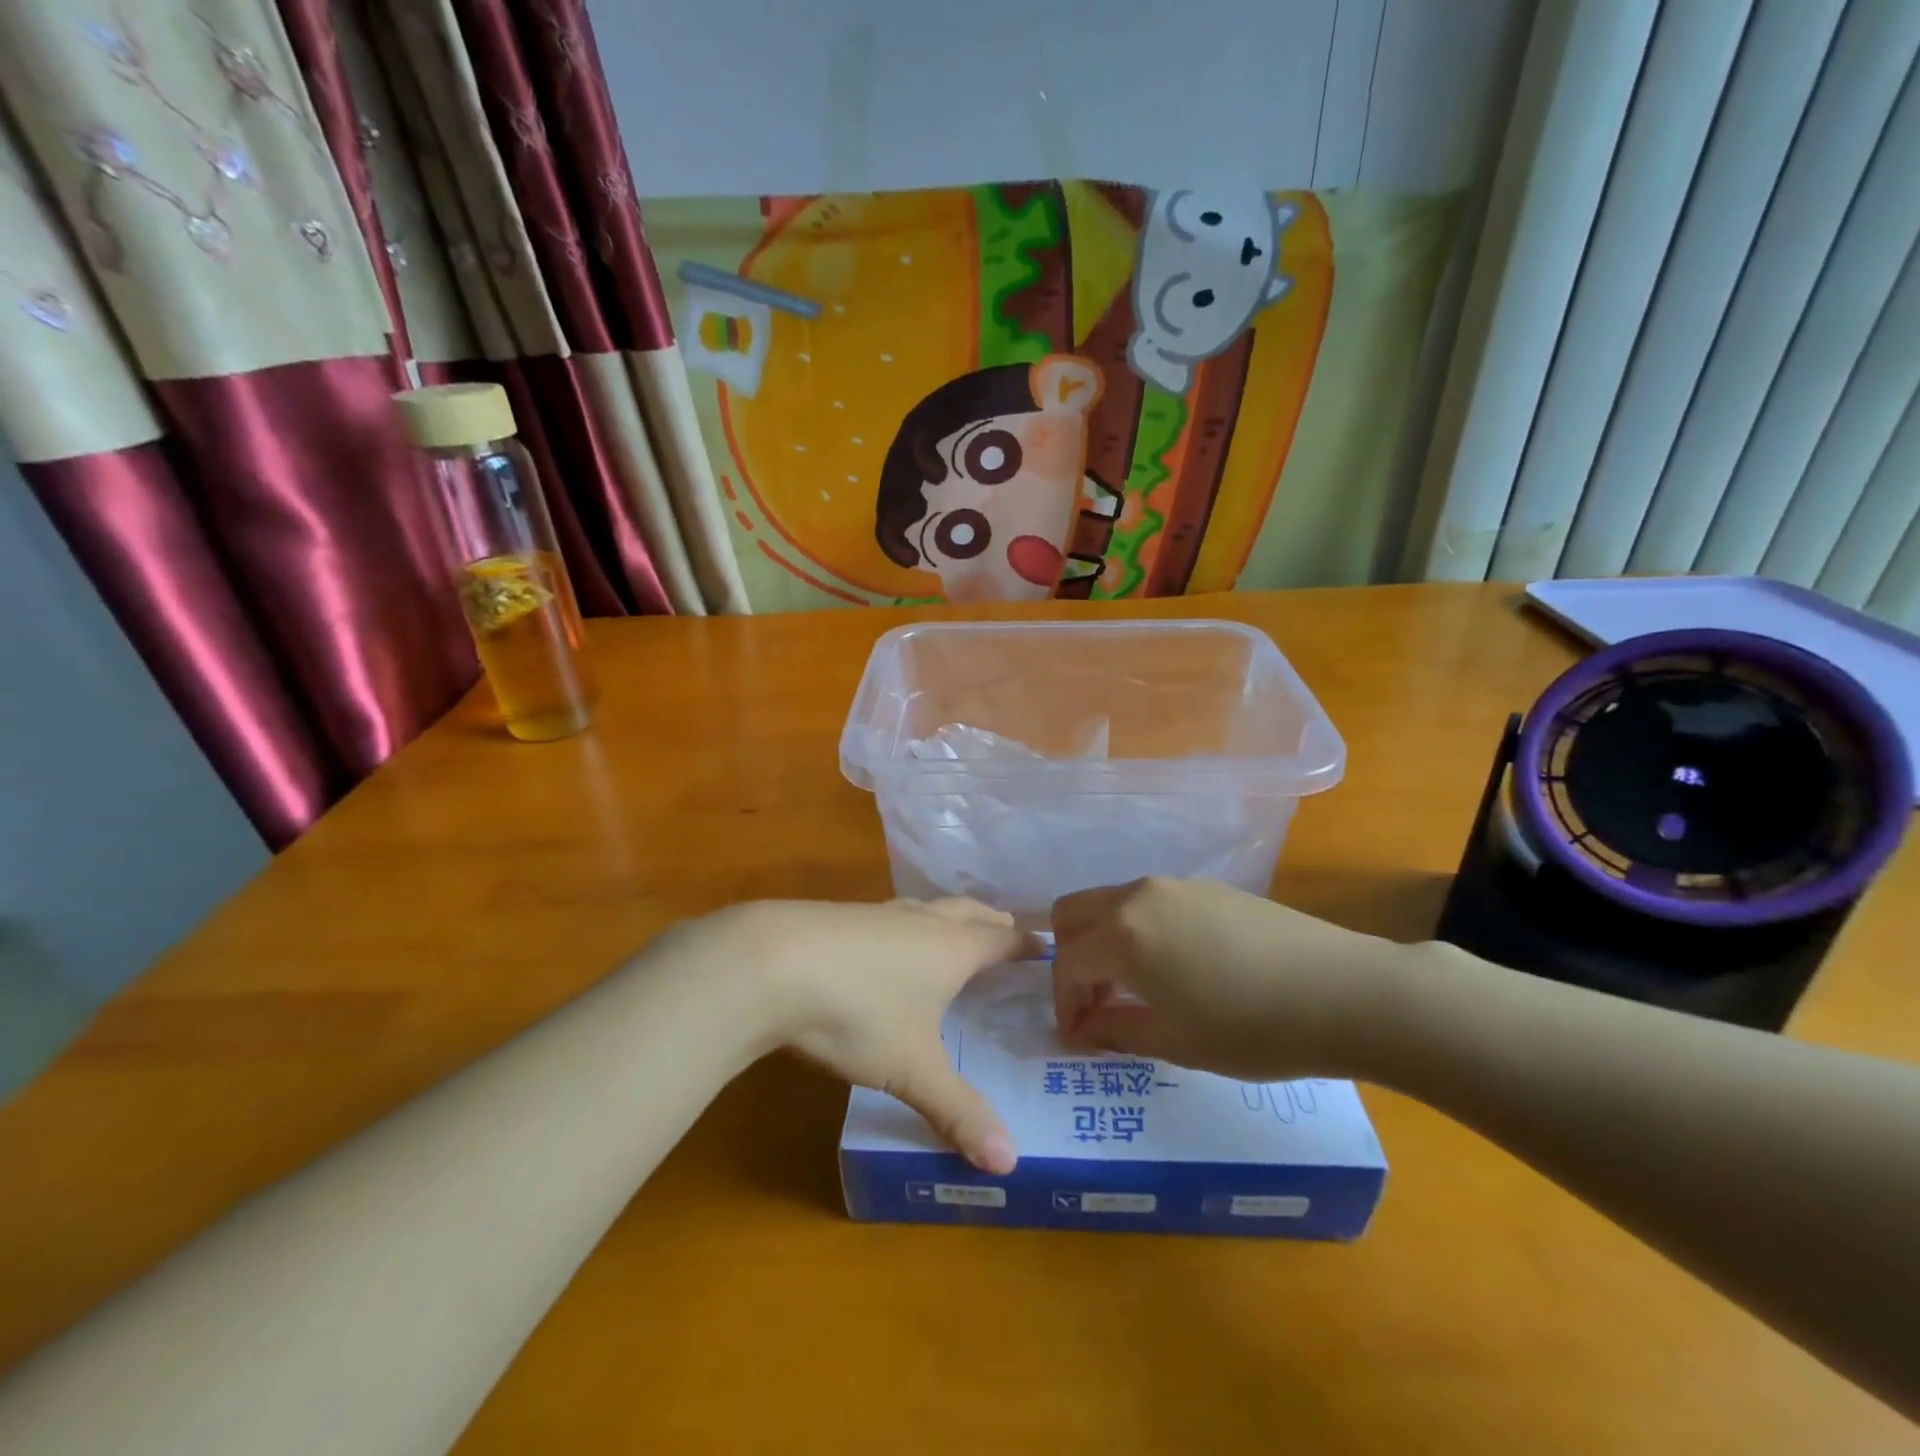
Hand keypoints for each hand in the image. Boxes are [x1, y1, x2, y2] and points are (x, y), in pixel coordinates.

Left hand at [655, 899, 1035, 1172]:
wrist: (770, 963)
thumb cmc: (859, 1011)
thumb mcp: (912, 1069)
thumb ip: (958, 1113)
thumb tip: (1008, 1165)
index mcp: (951, 948)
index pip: (1001, 939)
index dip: (1024, 944)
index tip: (1044, 947)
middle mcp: (921, 921)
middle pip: (968, 911)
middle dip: (991, 922)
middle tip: (1007, 934)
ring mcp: (877, 913)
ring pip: (927, 908)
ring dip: (948, 919)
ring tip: (953, 936)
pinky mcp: (840, 916)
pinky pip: (890, 916)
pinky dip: (907, 927)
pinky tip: (888, 948)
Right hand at [1050, 877, 1407, 1081]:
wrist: (1345, 991)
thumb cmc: (1252, 1028)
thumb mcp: (1175, 1041)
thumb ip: (1115, 1031)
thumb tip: (1081, 1030)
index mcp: (1123, 933)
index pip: (1068, 962)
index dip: (1064, 1004)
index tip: (1078, 1038)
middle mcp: (1139, 896)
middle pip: (1074, 912)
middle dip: (1071, 958)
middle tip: (1095, 1003)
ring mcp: (1175, 885)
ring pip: (1112, 904)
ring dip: (1105, 943)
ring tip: (1136, 990)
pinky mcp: (1208, 887)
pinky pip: (1150, 904)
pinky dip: (1140, 932)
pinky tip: (1178, 969)